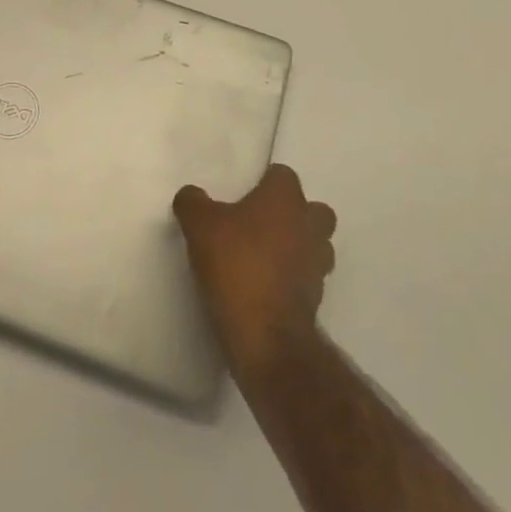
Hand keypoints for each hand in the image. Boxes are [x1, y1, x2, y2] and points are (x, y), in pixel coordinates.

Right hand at [174, 164, 336, 374]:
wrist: (266, 336)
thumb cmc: (237, 265)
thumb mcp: (199, 225)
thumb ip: (193, 202)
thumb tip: (192, 195)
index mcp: (285, 199)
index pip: (283, 175)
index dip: (264, 182)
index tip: (243, 194)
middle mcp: (309, 225)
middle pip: (312, 210)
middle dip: (293, 214)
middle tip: (259, 224)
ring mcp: (318, 264)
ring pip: (316, 245)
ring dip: (297, 247)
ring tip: (263, 257)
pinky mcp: (316, 299)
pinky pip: (307, 277)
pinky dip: (291, 278)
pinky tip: (264, 286)